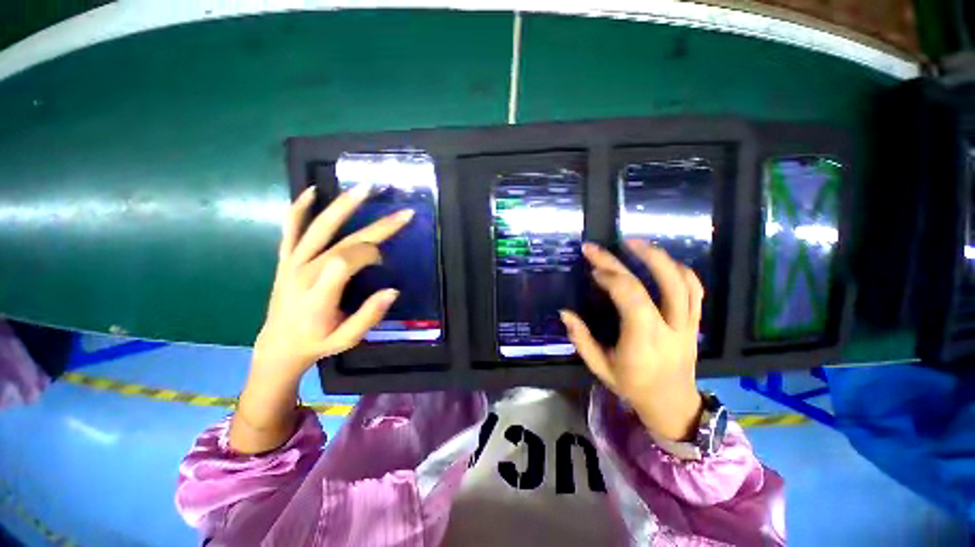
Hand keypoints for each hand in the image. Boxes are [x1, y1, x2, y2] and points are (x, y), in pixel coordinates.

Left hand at [230, 185, 412, 453]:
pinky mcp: (285, 260)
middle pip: (343, 241)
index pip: (348, 260)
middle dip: (378, 227)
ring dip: (343, 206)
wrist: (278, 346)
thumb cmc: (317, 343)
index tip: (383, 261)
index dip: (371, 254)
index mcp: (318, 294)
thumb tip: (393, 290)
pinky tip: (311, 191)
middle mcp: (304, 273)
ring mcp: (292, 264)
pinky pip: (290, 230)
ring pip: (319, 228)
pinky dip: (298, 209)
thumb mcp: (347, 339)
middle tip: (404, 214)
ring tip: (364, 188)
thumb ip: (369, 315)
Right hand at [560, 240, 703, 440]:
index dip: (611, 277)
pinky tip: (660, 260)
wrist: (673, 404)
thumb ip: (581, 339)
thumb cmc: (633, 386)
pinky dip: (678, 269)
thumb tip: (565, 312)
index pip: (632, 298)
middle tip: (601, 247)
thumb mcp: (600, 368)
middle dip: (625, 260)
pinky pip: (694, 290)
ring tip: (633, 242)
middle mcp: (671, 328)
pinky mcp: (695, 322)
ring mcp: (688, 324)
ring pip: (682, 282)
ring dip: (657, 257)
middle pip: (658, 283)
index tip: (593, 270)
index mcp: (644, 342)